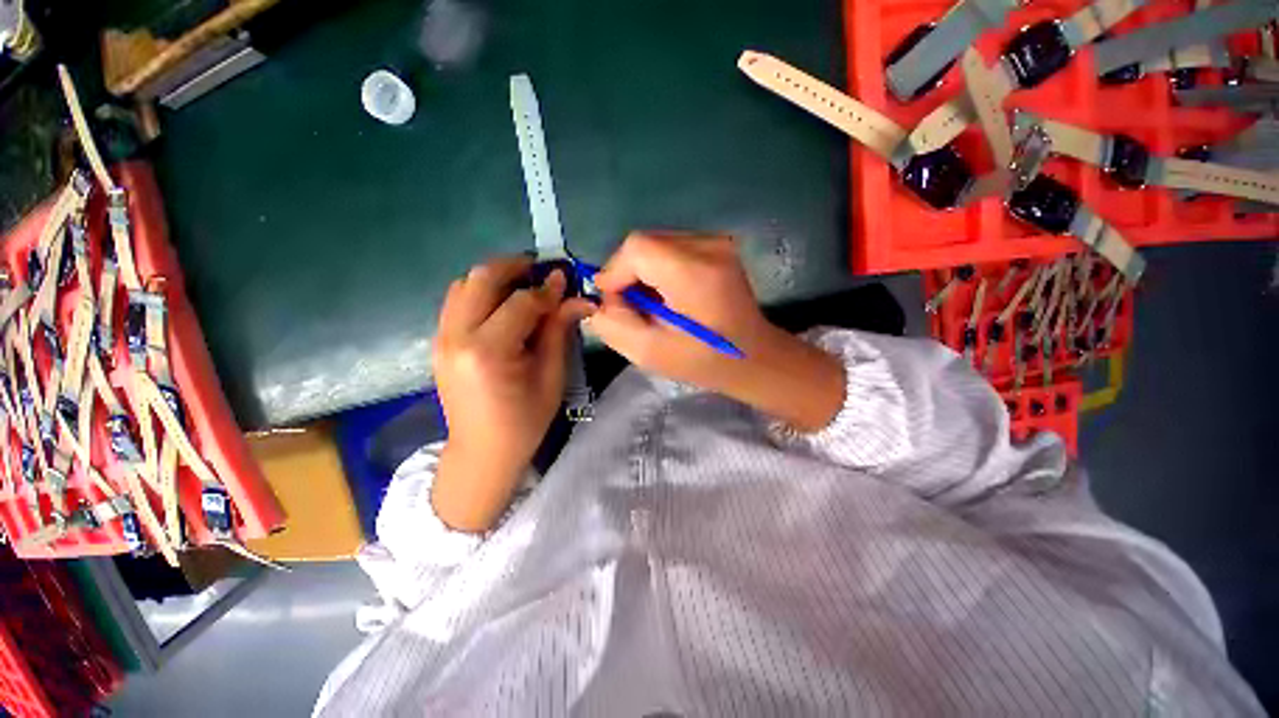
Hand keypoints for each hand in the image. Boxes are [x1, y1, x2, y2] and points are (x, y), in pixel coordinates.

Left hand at [431, 255, 583, 531]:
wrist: (482, 452)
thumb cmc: (524, 421)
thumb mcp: (551, 376)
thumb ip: (558, 331)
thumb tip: (576, 297)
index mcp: (488, 351)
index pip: (521, 302)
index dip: (547, 289)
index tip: (566, 279)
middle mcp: (456, 337)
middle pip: (481, 279)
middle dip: (514, 266)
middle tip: (540, 268)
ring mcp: (441, 338)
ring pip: (463, 284)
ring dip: (495, 277)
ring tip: (523, 283)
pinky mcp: (438, 342)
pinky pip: (456, 302)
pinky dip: (480, 292)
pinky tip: (502, 304)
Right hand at [581, 232, 845, 430]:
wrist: (754, 357)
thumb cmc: (704, 361)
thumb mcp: (650, 353)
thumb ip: (613, 324)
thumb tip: (601, 299)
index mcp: (694, 272)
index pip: (637, 248)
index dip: (615, 272)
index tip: (615, 302)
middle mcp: (709, 246)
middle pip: (645, 242)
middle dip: (628, 274)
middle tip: (633, 307)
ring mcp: (718, 242)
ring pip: (657, 243)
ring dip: (644, 272)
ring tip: (653, 304)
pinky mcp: (719, 246)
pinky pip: (673, 247)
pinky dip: (660, 268)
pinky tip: (669, 294)